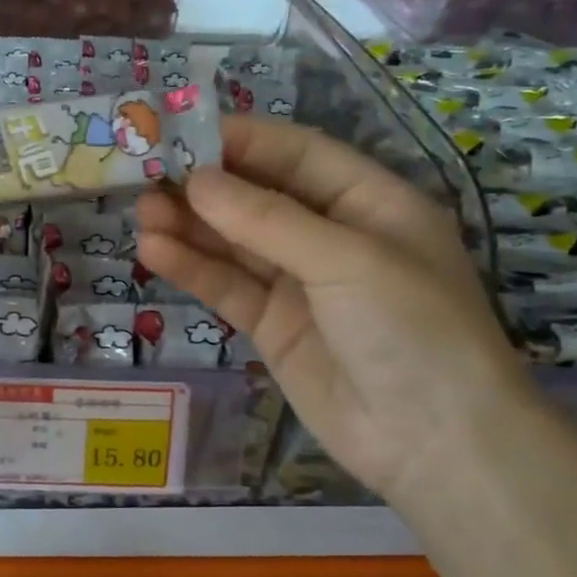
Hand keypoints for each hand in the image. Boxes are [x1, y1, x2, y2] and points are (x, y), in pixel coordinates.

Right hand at [136, 117, 531, 503]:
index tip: (182, 131)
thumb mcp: (346, 260)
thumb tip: (197, 180)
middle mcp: (331, 235)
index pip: (297, 153)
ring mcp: (300, 283)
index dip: (242, 139)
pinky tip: (154, 251)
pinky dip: (193, 268)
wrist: (435, 445)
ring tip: (141, 211)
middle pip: (258, 196)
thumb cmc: (412, 329)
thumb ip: (267, 219)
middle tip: (146, 174)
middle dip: (206, 185)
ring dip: (190, 225)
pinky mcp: (272, 325)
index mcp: (369, 201)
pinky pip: (228, 286)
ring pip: (235, 242)